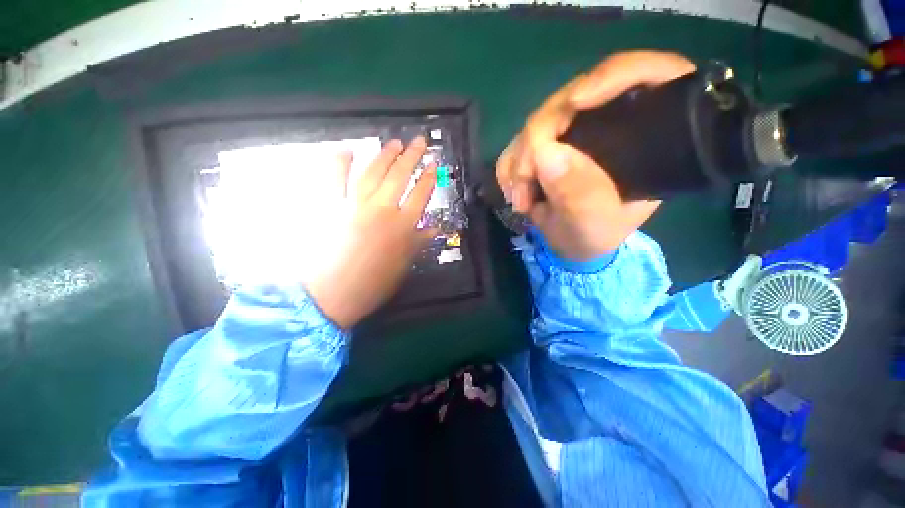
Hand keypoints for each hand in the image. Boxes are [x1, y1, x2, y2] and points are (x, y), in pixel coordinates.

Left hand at [305, 137, 435, 329]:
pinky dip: (340, 162)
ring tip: (394, 143)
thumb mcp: (403, 265)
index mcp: (403, 226)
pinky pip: (335, 179)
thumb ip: (418, 242)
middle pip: (400, 176)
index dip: (429, 178)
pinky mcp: (331, 206)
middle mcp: (382, 210)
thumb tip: (434, 228)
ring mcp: (355, 205)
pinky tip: (347, 150)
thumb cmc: (374, 283)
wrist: (333, 294)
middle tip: (419, 141)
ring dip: (385, 155)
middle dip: (412, 157)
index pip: (420, 195)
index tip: (434, 164)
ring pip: (373, 172)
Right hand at [496, 50, 695, 260]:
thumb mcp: (594, 225)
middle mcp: (610, 123)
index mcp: (647, 134)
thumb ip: (578, 195)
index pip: (651, 75)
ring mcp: (573, 130)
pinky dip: (510, 166)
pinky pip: (518, 141)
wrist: (569, 243)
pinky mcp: (545, 142)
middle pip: (573, 97)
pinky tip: (515, 191)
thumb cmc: (593, 236)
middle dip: (539, 138)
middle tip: (525, 182)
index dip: (615, 75)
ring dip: (519, 159)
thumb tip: (545, 151)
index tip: (575, 103)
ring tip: (521, 200)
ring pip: (538, 120)